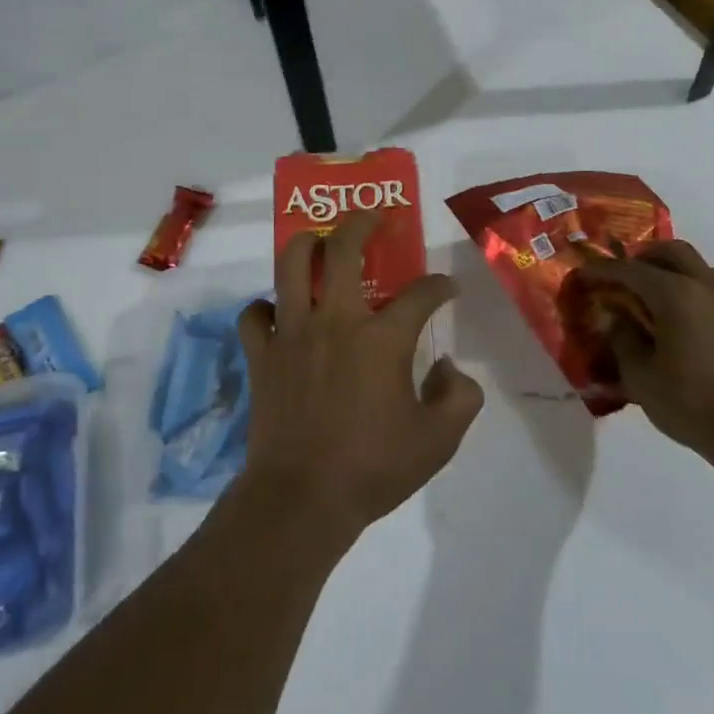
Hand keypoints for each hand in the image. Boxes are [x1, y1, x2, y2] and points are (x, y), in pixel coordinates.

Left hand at [235, 211, 483, 544]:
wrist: (302, 498)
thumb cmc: (373, 469)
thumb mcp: (438, 441)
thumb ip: (459, 397)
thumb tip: (449, 368)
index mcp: (382, 339)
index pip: (420, 295)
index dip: (440, 286)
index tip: (447, 288)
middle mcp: (334, 321)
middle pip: (342, 250)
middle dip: (361, 223)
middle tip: (373, 215)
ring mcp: (291, 333)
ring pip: (290, 265)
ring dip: (306, 244)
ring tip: (318, 240)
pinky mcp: (261, 354)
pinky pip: (254, 314)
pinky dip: (264, 307)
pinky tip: (277, 312)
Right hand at [577, 240, 713, 477]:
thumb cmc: (692, 405)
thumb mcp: (640, 377)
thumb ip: (623, 339)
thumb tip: (620, 320)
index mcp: (676, 295)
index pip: (630, 269)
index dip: (602, 270)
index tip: (583, 275)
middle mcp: (707, 288)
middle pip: (672, 251)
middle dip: (642, 257)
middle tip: (622, 277)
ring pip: (699, 267)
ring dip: (673, 271)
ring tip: (654, 297)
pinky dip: (695, 291)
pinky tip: (685, 321)